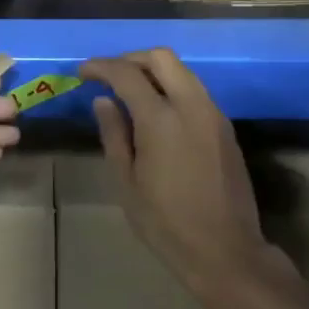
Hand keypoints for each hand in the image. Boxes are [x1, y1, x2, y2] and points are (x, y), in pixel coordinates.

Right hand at [80, 49, 275, 295]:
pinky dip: (172, 88)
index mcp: (161, 119)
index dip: (101, 67)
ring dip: (154, 71)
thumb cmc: (165, 223)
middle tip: (108, 76)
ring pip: (183, 71)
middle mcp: (191, 106)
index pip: (127, 74)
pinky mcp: (225, 128)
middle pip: (161, 58)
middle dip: (131, 59)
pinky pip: (196, 91)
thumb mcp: (126, 182)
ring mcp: (213, 114)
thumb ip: (114, 135)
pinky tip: (157, 112)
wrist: (225, 250)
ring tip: (130, 92)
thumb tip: (104, 101)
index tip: (83, 73)